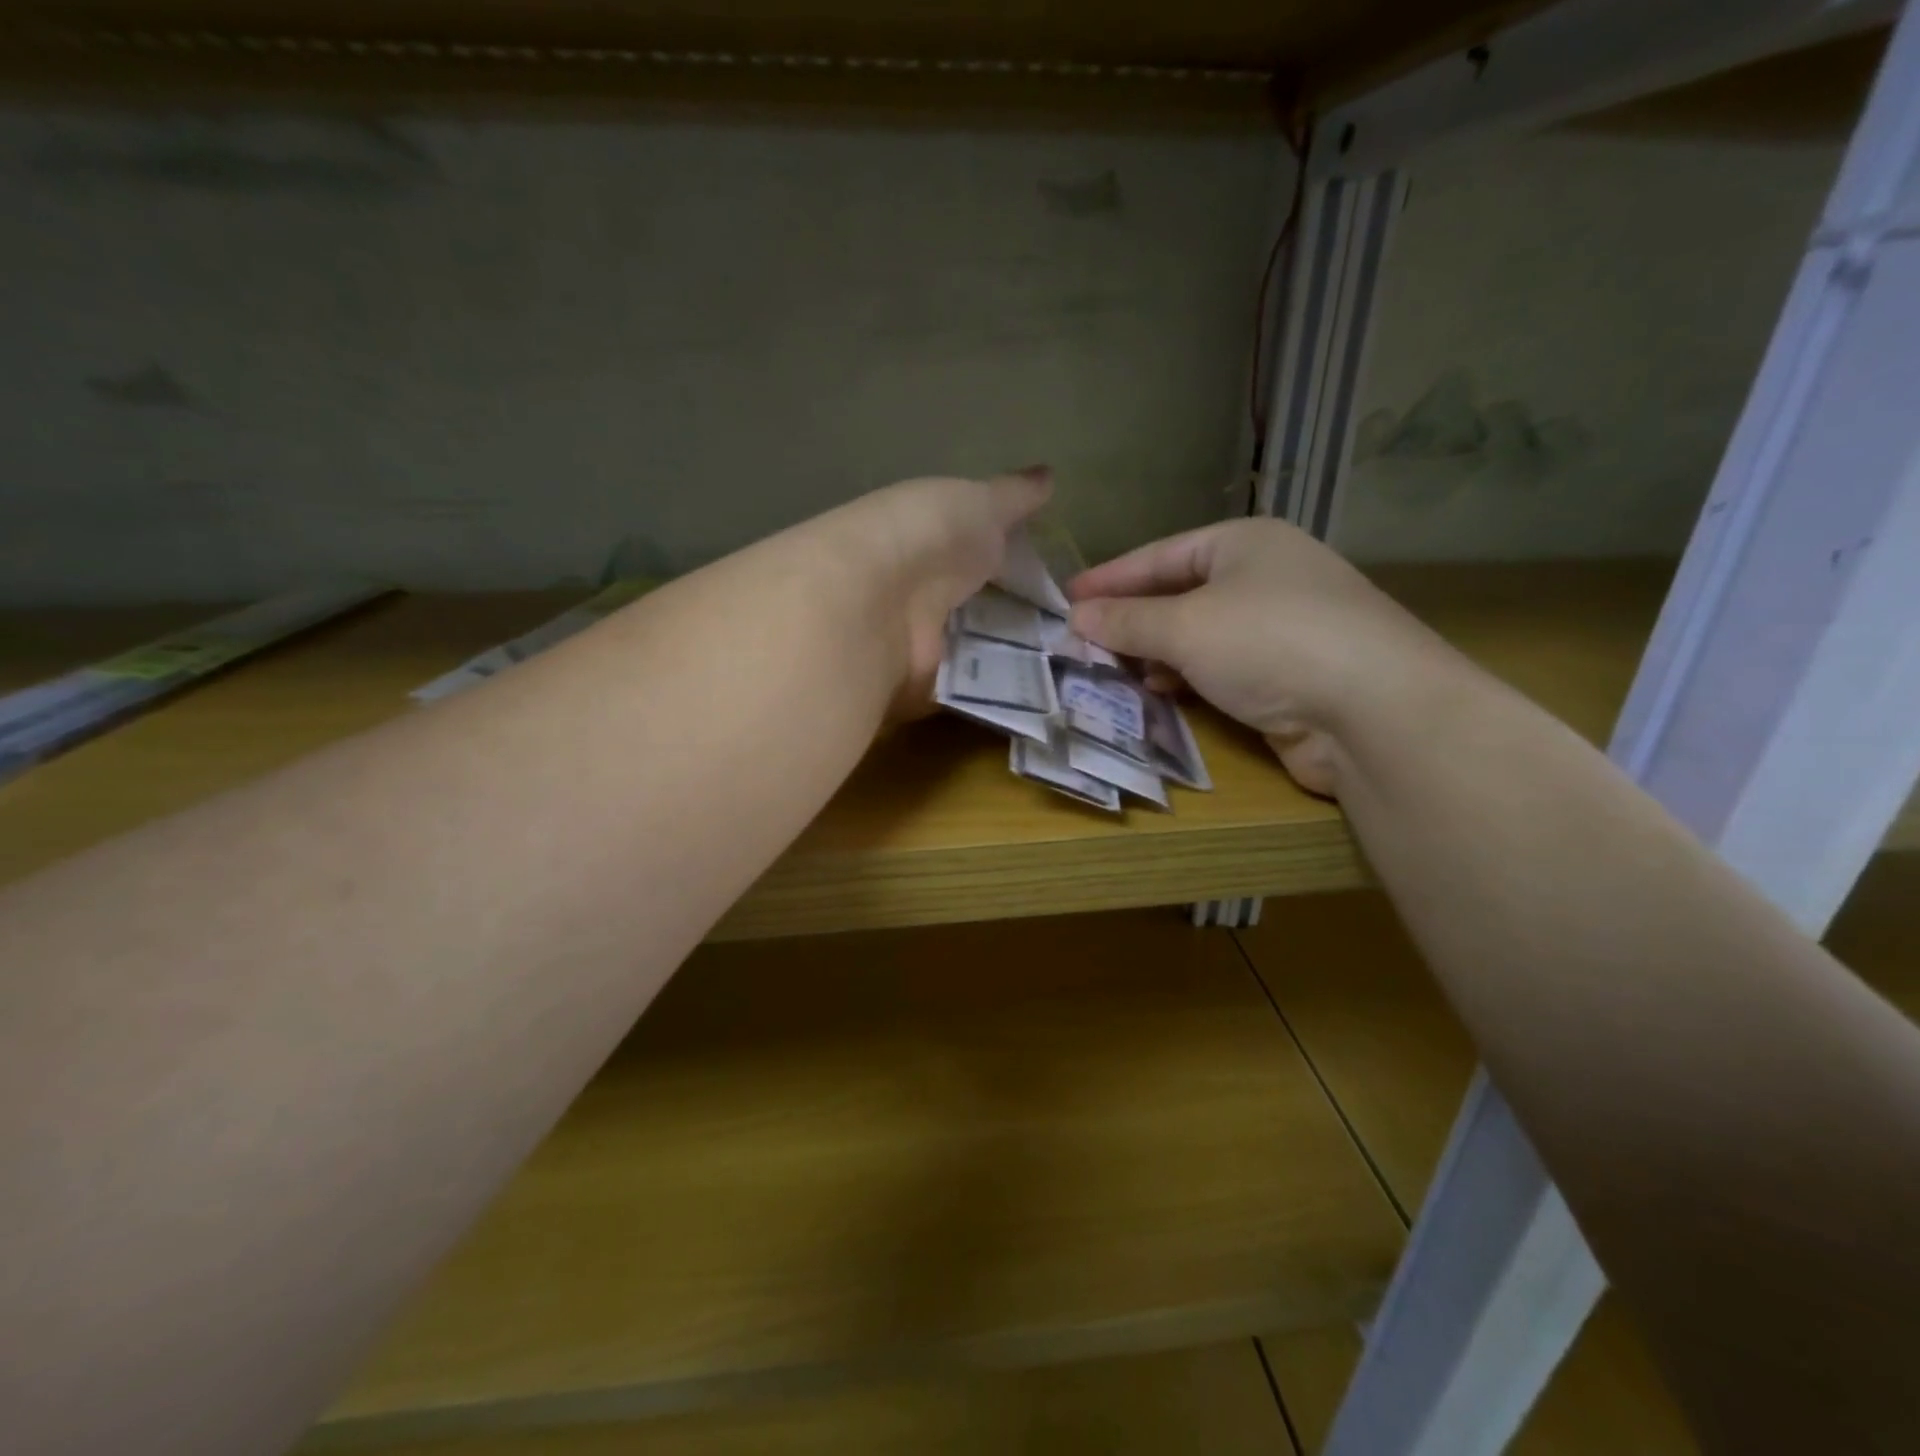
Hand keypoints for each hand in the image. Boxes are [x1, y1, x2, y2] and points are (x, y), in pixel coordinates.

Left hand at [802, 469, 1051, 719]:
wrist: (878, 600)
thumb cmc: (929, 535)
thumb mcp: (979, 502)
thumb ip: (1014, 496)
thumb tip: (1049, 475)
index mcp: (932, 540)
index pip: (978, 551)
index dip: (1012, 560)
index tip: (1056, 575)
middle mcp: (924, 590)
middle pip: (979, 605)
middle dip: (1019, 615)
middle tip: (1072, 626)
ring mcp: (924, 640)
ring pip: (979, 649)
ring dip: (1016, 655)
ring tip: (1069, 661)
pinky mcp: (927, 685)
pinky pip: (971, 691)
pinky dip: (1000, 691)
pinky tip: (1043, 690)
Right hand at [1067, 519, 1458, 795]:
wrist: (1374, 712)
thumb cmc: (1270, 643)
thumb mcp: (1185, 626)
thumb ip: (1126, 621)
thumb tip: (1076, 617)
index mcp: (1245, 544)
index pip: (1160, 555)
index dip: (1110, 578)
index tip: (1066, 599)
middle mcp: (1266, 578)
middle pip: (1179, 595)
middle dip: (1131, 620)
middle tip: (1081, 641)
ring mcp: (1282, 628)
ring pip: (1199, 636)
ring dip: (1155, 653)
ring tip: (1111, 670)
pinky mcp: (1289, 676)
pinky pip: (1220, 670)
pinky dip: (1186, 678)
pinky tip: (1159, 692)